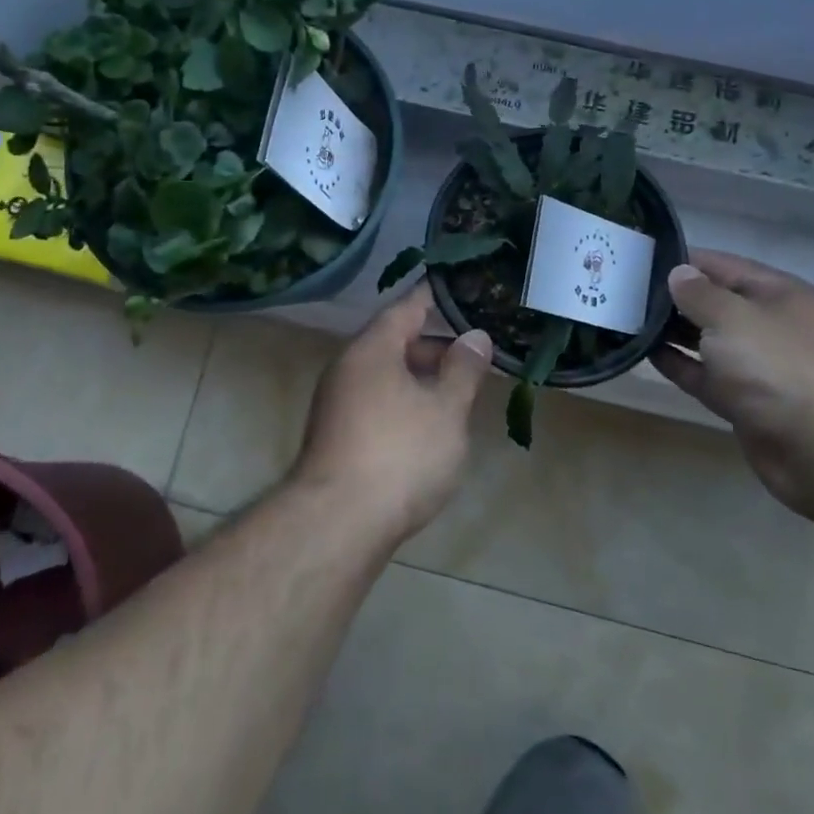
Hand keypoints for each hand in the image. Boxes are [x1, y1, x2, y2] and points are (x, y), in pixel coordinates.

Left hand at [292, 284, 493, 542]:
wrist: (337, 525)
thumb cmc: (400, 455)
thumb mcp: (446, 410)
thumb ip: (463, 370)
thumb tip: (475, 336)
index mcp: (372, 349)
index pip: (407, 307)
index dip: (436, 297)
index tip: (463, 288)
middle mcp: (348, 368)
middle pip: (396, 342)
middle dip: (436, 346)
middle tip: (476, 352)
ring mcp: (338, 403)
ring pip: (387, 376)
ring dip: (422, 378)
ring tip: (461, 391)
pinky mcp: (337, 436)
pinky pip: (378, 402)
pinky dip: (406, 402)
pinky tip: (430, 426)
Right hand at [650, 250, 813, 518]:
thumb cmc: (779, 366)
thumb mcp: (733, 317)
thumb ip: (699, 294)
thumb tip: (679, 274)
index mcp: (777, 294)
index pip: (723, 265)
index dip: (684, 260)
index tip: (640, 259)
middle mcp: (769, 325)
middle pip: (715, 303)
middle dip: (675, 297)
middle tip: (624, 290)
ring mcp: (759, 366)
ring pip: (708, 341)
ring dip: (673, 332)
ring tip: (628, 319)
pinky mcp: (746, 402)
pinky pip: (706, 376)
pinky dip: (680, 365)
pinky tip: (646, 353)